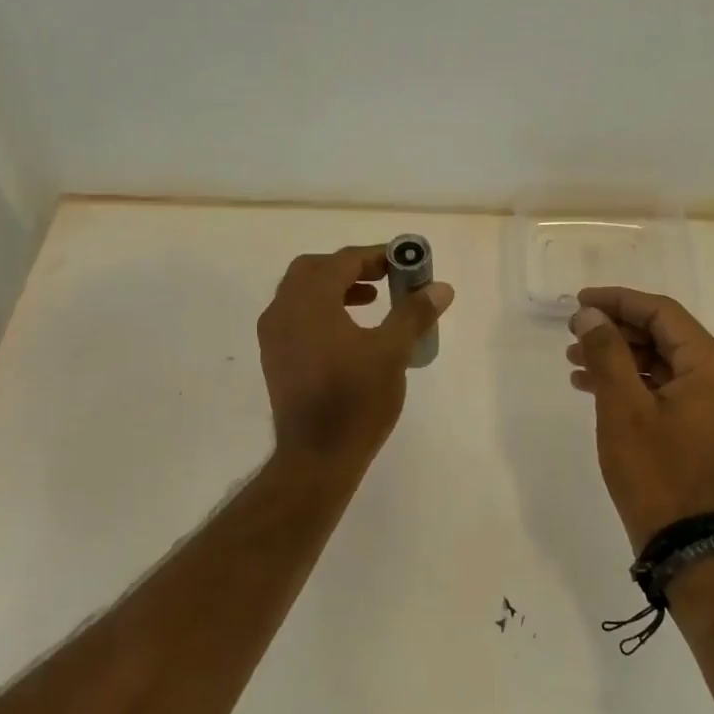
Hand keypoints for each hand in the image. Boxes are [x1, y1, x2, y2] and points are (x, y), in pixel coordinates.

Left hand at [259, 244, 454, 468]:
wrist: (316, 456)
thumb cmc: (356, 400)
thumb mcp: (392, 353)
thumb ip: (414, 313)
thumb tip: (440, 287)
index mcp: (309, 301)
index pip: (342, 261)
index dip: (374, 256)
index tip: (402, 262)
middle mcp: (282, 310)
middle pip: (313, 270)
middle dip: (349, 268)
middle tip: (383, 277)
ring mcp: (273, 336)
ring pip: (301, 293)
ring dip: (335, 288)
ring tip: (371, 301)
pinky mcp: (274, 358)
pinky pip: (295, 317)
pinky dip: (321, 311)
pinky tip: (349, 333)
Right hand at [566, 287, 713, 550]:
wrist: (685, 542)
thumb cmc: (654, 470)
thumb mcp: (622, 407)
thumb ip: (606, 352)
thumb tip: (589, 314)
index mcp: (713, 366)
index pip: (662, 314)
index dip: (617, 301)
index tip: (578, 302)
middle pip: (665, 335)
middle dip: (616, 330)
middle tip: (572, 332)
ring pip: (662, 362)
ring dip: (620, 356)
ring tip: (574, 360)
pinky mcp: (705, 425)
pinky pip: (667, 388)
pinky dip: (632, 382)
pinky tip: (594, 386)